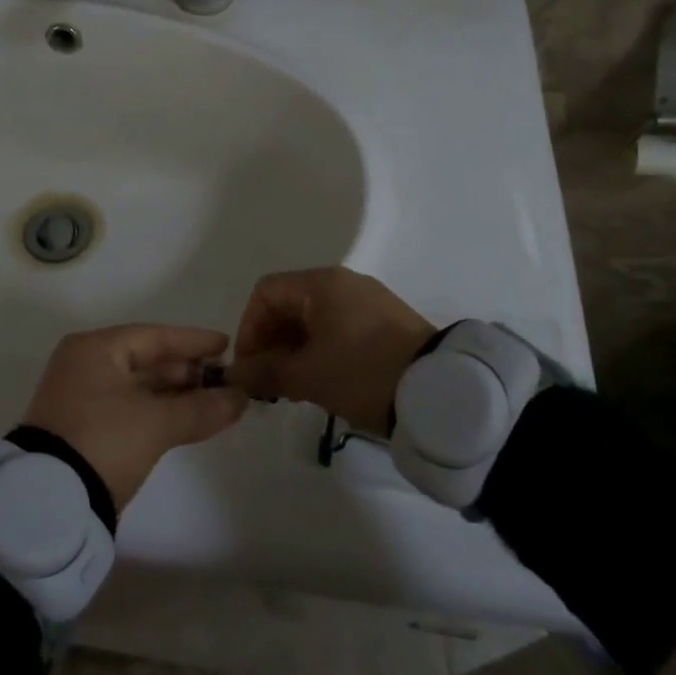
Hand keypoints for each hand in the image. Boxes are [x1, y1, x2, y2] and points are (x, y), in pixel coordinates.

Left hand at [22, 325, 246, 511]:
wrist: (50, 502)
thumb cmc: (104, 440)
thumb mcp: (157, 422)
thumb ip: (201, 407)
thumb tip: (241, 398)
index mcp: (95, 349)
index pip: (153, 337)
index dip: (192, 342)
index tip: (225, 345)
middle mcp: (83, 365)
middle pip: (144, 360)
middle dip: (186, 371)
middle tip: (223, 379)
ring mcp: (80, 398)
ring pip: (138, 387)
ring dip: (174, 394)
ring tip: (213, 401)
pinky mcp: (82, 428)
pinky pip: (129, 408)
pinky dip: (157, 412)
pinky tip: (185, 420)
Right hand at [226, 268, 433, 433]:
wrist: (439, 391)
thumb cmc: (363, 373)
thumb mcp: (308, 375)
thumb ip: (265, 371)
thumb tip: (236, 374)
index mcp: (321, 284)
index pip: (265, 293)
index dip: (248, 328)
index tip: (249, 367)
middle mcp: (343, 283)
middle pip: (289, 304)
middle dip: (270, 342)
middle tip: (267, 383)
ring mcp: (367, 301)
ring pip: (313, 319)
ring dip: (293, 350)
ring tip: (291, 387)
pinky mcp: (385, 322)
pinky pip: (337, 328)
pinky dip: (319, 350)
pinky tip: (321, 381)